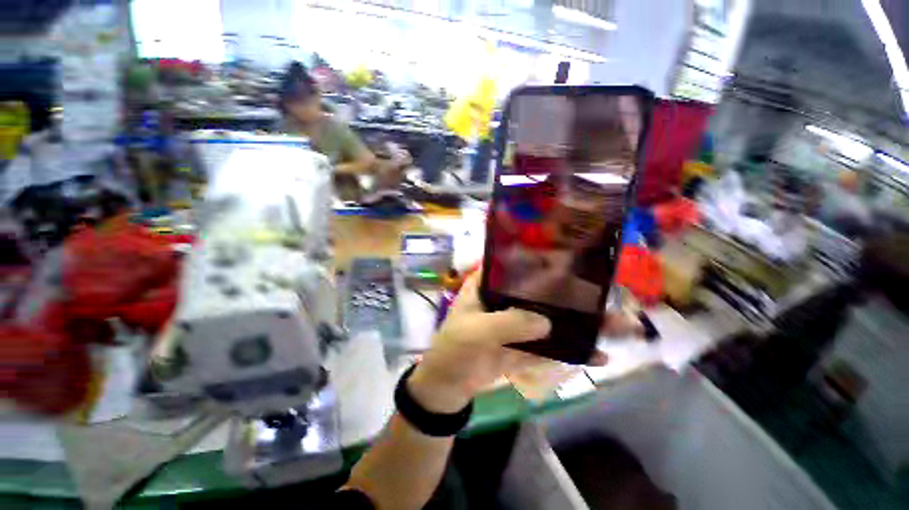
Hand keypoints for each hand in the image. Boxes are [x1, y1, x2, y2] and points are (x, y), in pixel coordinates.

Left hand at [408, 272, 641, 412]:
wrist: (448, 387)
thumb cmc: (454, 350)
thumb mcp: (475, 332)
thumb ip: (508, 324)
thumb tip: (547, 322)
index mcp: (488, 286)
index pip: (516, 266)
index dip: (542, 261)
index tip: (574, 259)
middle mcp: (505, 300)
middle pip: (540, 292)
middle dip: (570, 294)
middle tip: (604, 293)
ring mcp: (517, 324)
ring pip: (549, 318)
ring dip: (578, 323)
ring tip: (614, 324)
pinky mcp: (524, 346)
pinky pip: (549, 345)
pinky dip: (571, 350)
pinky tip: (598, 353)